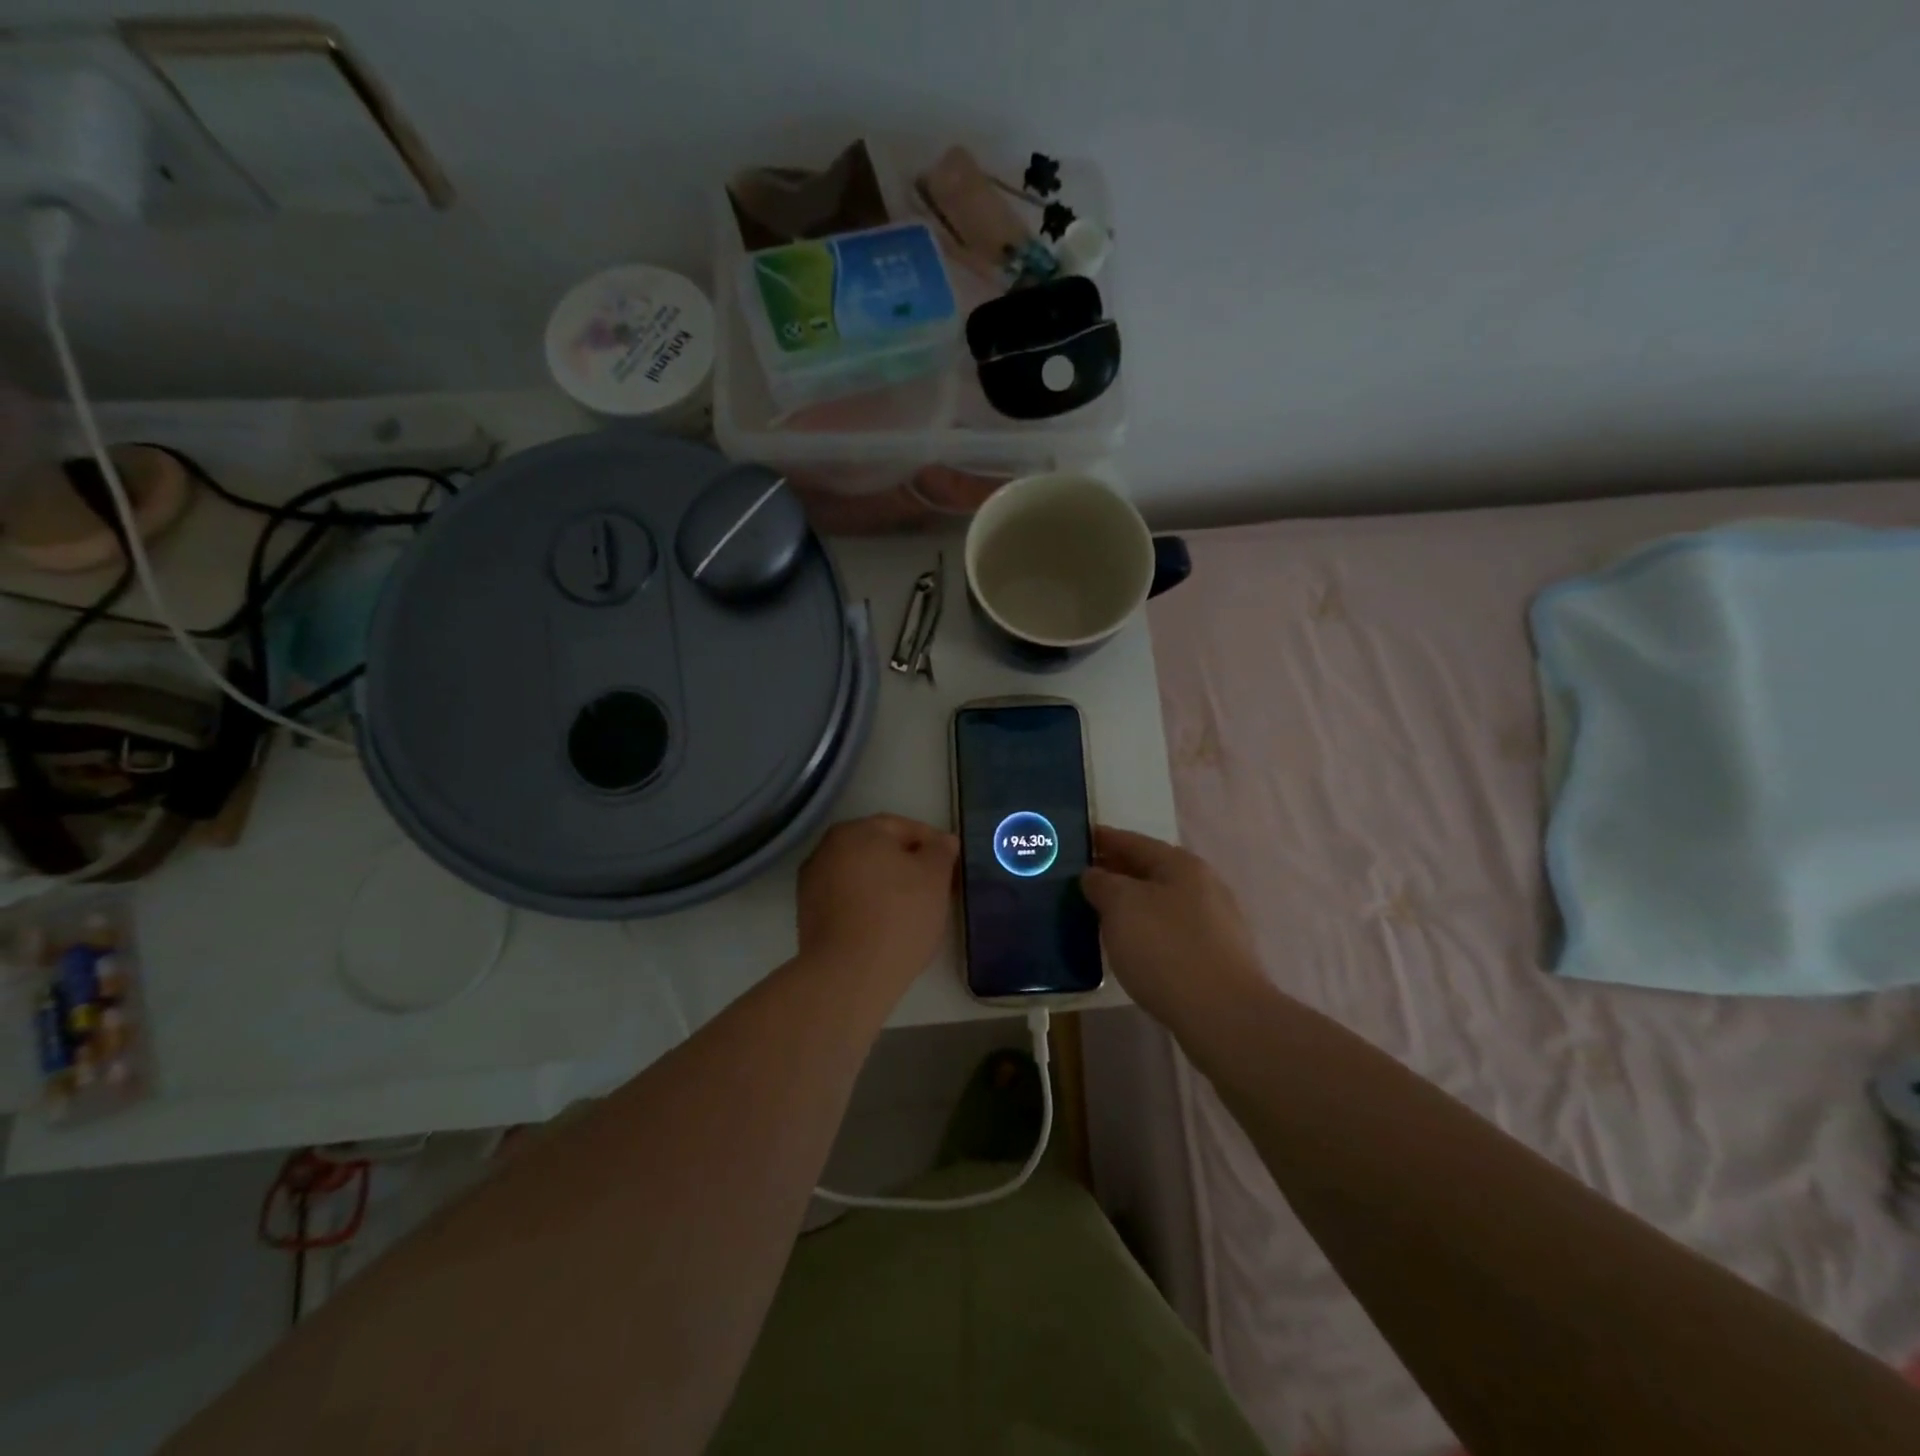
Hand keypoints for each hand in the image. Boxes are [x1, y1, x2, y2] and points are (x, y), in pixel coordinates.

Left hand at [797, 814, 957, 990]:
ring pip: (862, 875)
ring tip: (912, 910)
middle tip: (935, 887)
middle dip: (907, 864)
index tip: (951, 865)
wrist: (848, 976)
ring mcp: (812, 882)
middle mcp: (827, 848)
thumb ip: (940, 851)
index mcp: (855, 831)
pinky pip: (847, 899)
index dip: (932, 844)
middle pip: (878, 849)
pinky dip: (867, 905)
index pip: (902, 827)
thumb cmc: (898, 916)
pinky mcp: (808, 914)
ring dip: (886, 885)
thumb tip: (942, 841)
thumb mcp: (934, 878)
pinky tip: (885, 926)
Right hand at [1081, 827, 1267, 1029]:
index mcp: (1181, 865)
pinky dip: (1148, 930)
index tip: (1078, 840)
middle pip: (1151, 871)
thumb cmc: (1166, 949)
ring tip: (1100, 914)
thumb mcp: (1121, 906)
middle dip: (1117, 872)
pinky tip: (1132, 946)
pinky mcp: (1217, 956)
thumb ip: (1102, 883)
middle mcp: (1203, 885)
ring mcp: (1215, 922)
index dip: (1104, 839)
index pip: (1133, 842)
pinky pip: (1172, 931)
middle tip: (1082, 880)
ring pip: (1162, 902)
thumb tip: (1095, 875)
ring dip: (1132, 904)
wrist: (1223, 1015)